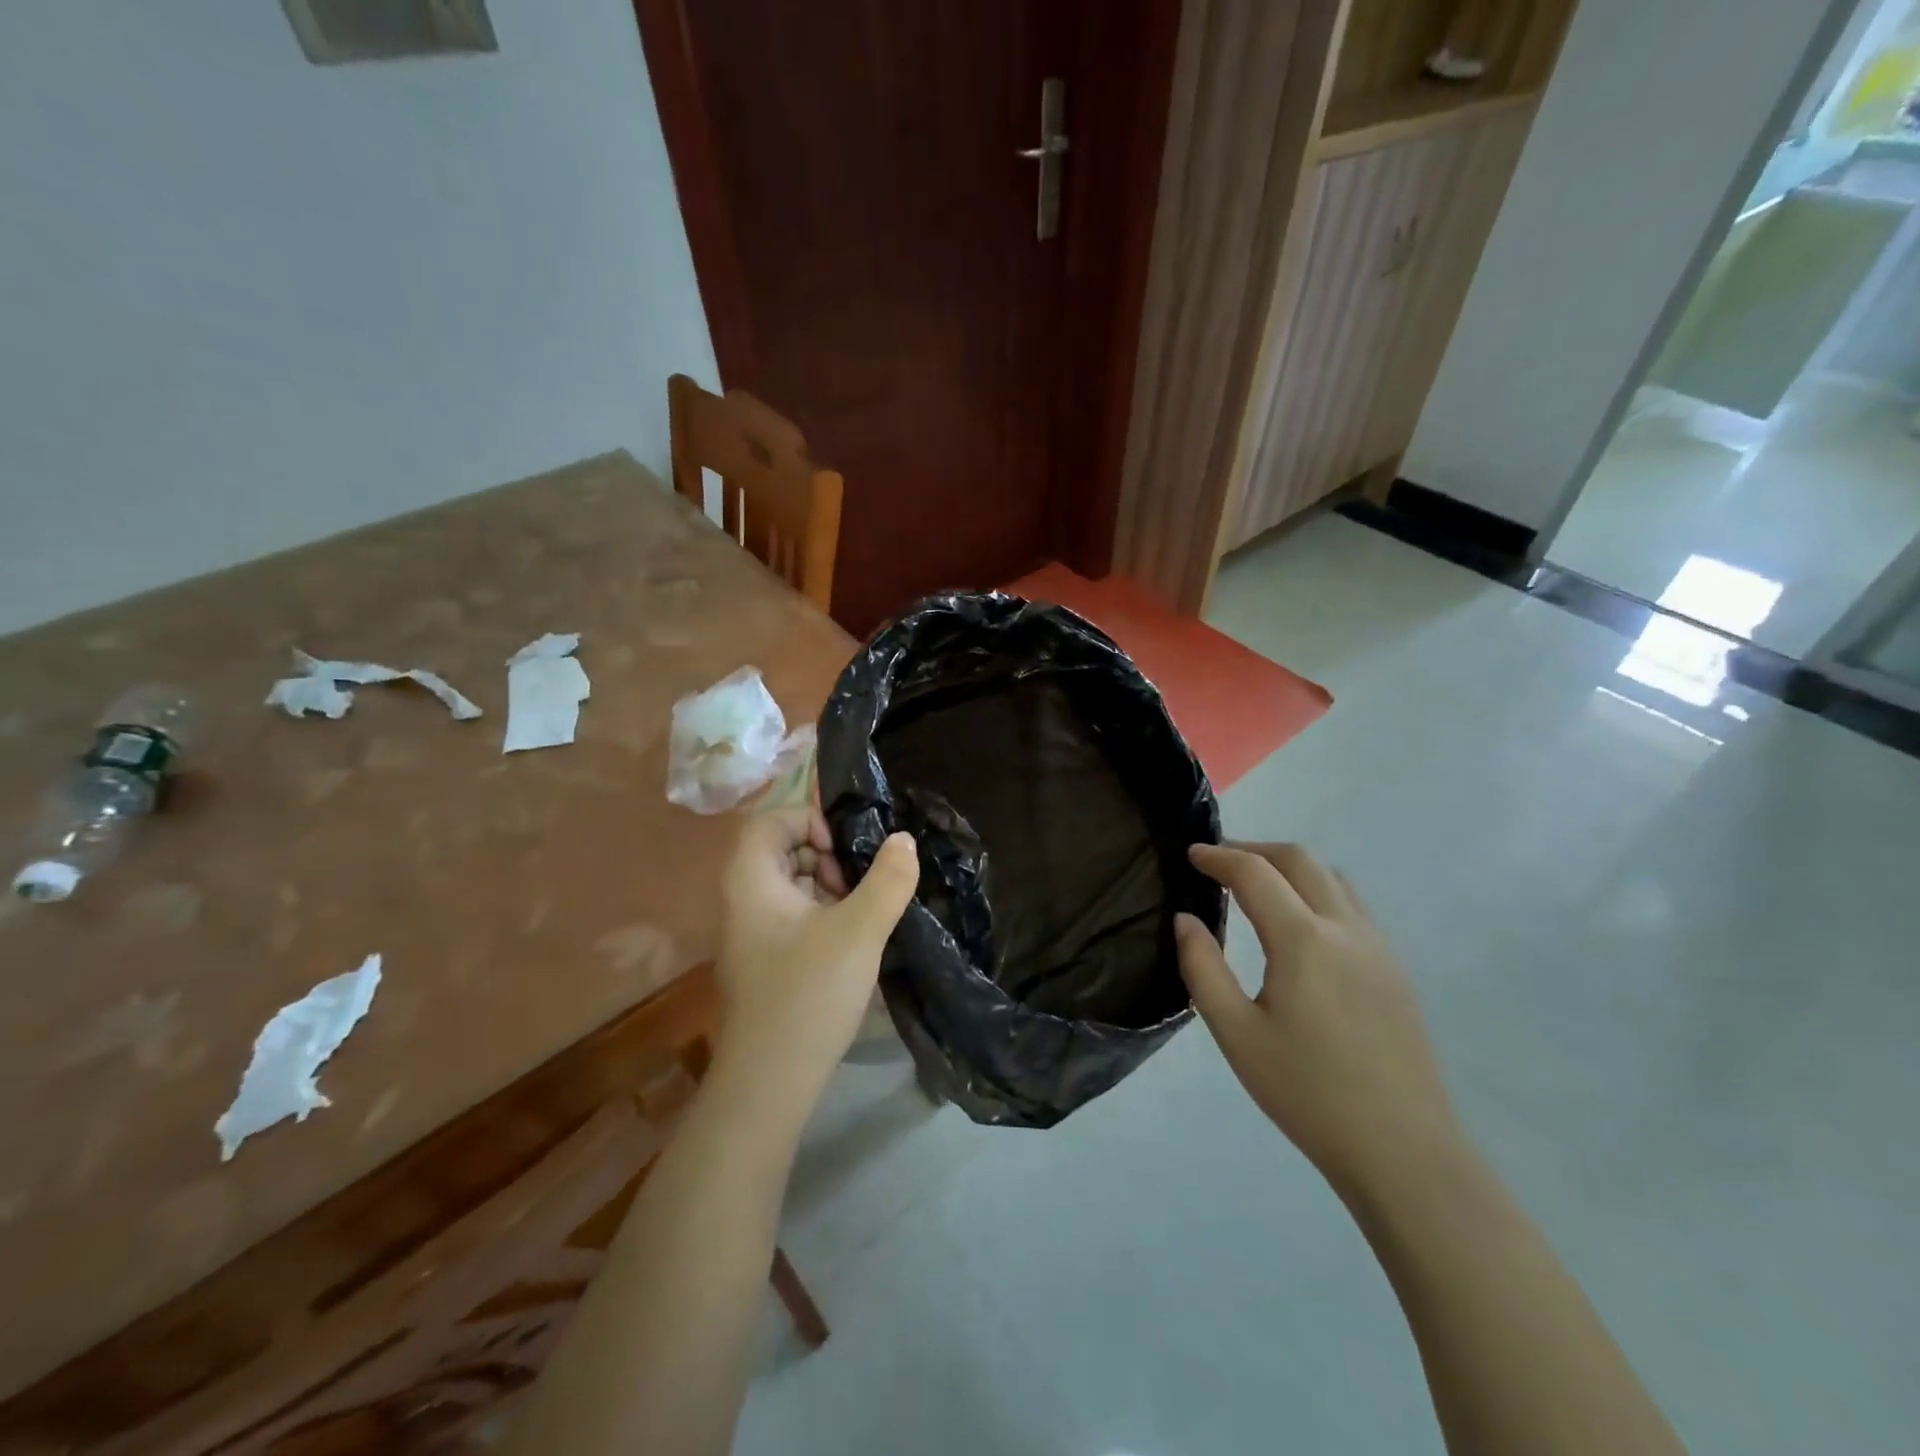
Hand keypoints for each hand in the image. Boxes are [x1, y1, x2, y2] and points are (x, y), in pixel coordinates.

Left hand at [715, 808, 917, 1105]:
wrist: (770, 1082)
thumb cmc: (809, 993)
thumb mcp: (859, 930)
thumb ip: (887, 880)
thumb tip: (903, 839)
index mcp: (751, 881)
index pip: (770, 821)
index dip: (810, 820)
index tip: (845, 850)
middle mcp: (742, 900)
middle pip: (781, 850)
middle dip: (826, 856)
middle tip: (858, 884)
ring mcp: (750, 933)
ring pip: (790, 884)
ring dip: (828, 886)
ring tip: (861, 913)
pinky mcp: (764, 960)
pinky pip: (792, 916)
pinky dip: (822, 914)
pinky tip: (851, 940)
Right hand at [1175, 843, 1461, 1201]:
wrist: (1402, 1150)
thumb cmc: (1307, 1093)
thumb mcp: (1236, 1034)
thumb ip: (1202, 968)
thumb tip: (1185, 920)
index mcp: (1304, 940)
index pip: (1255, 873)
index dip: (1219, 857)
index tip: (1191, 854)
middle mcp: (1346, 929)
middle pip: (1300, 859)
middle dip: (1254, 849)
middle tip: (1219, 863)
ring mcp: (1379, 947)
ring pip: (1332, 878)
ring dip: (1290, 867)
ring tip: (1257, 886)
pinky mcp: (1395, 970)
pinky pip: (1352, 906)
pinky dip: (1317, 891)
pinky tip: (1300, 926)